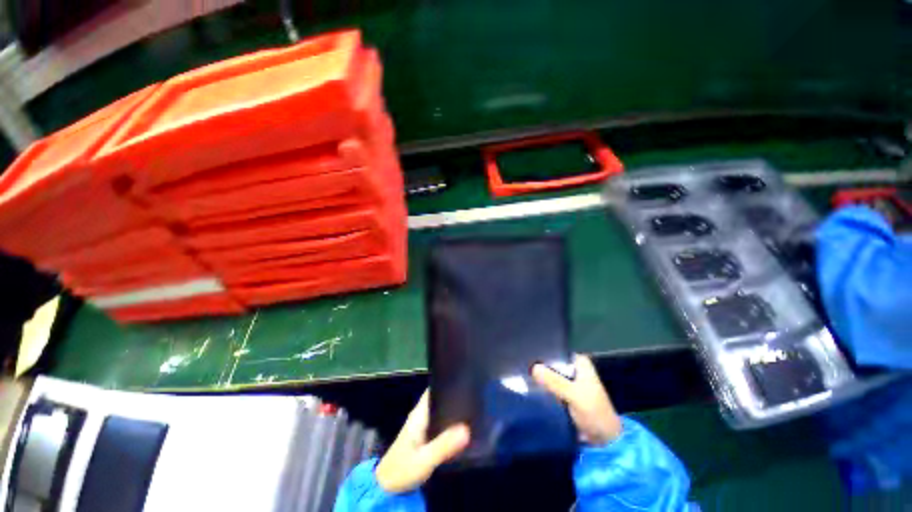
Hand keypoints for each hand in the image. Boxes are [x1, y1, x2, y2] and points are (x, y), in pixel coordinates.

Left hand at [375, 390, 469, 493]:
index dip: (447, 384)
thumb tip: (467, 429)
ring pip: (439, 412)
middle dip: (453, 398)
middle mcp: (420, 416)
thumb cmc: (403, 469)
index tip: (464, 382)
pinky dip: (448, 423)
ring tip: (471, 410)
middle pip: (438, 400)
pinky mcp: (423, 438)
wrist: (386, 489)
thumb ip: (444, 445)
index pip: (433, 390)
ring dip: (451, 411)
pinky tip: (461, 428)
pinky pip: (439, 424)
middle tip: (472, 398)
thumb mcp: (425, 459)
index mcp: (419, 414)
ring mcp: (421, 427)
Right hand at [531, 354, 622, 445]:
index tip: (527, 354)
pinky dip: (542, 388)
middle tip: (522, 367)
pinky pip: (549, 387)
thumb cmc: (595, 413)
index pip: (557, 351)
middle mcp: (573, 369)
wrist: (604, 441)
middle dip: (539, 366)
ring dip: (539, 378)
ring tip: (522, 376)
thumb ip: (555, 381)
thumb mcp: (575, 395)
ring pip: (549, 375)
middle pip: (551, 363)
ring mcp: (568, 382)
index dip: (542, 352)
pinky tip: (529, 388)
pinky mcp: (563, 395)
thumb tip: (533, 368)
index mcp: (580, 362)